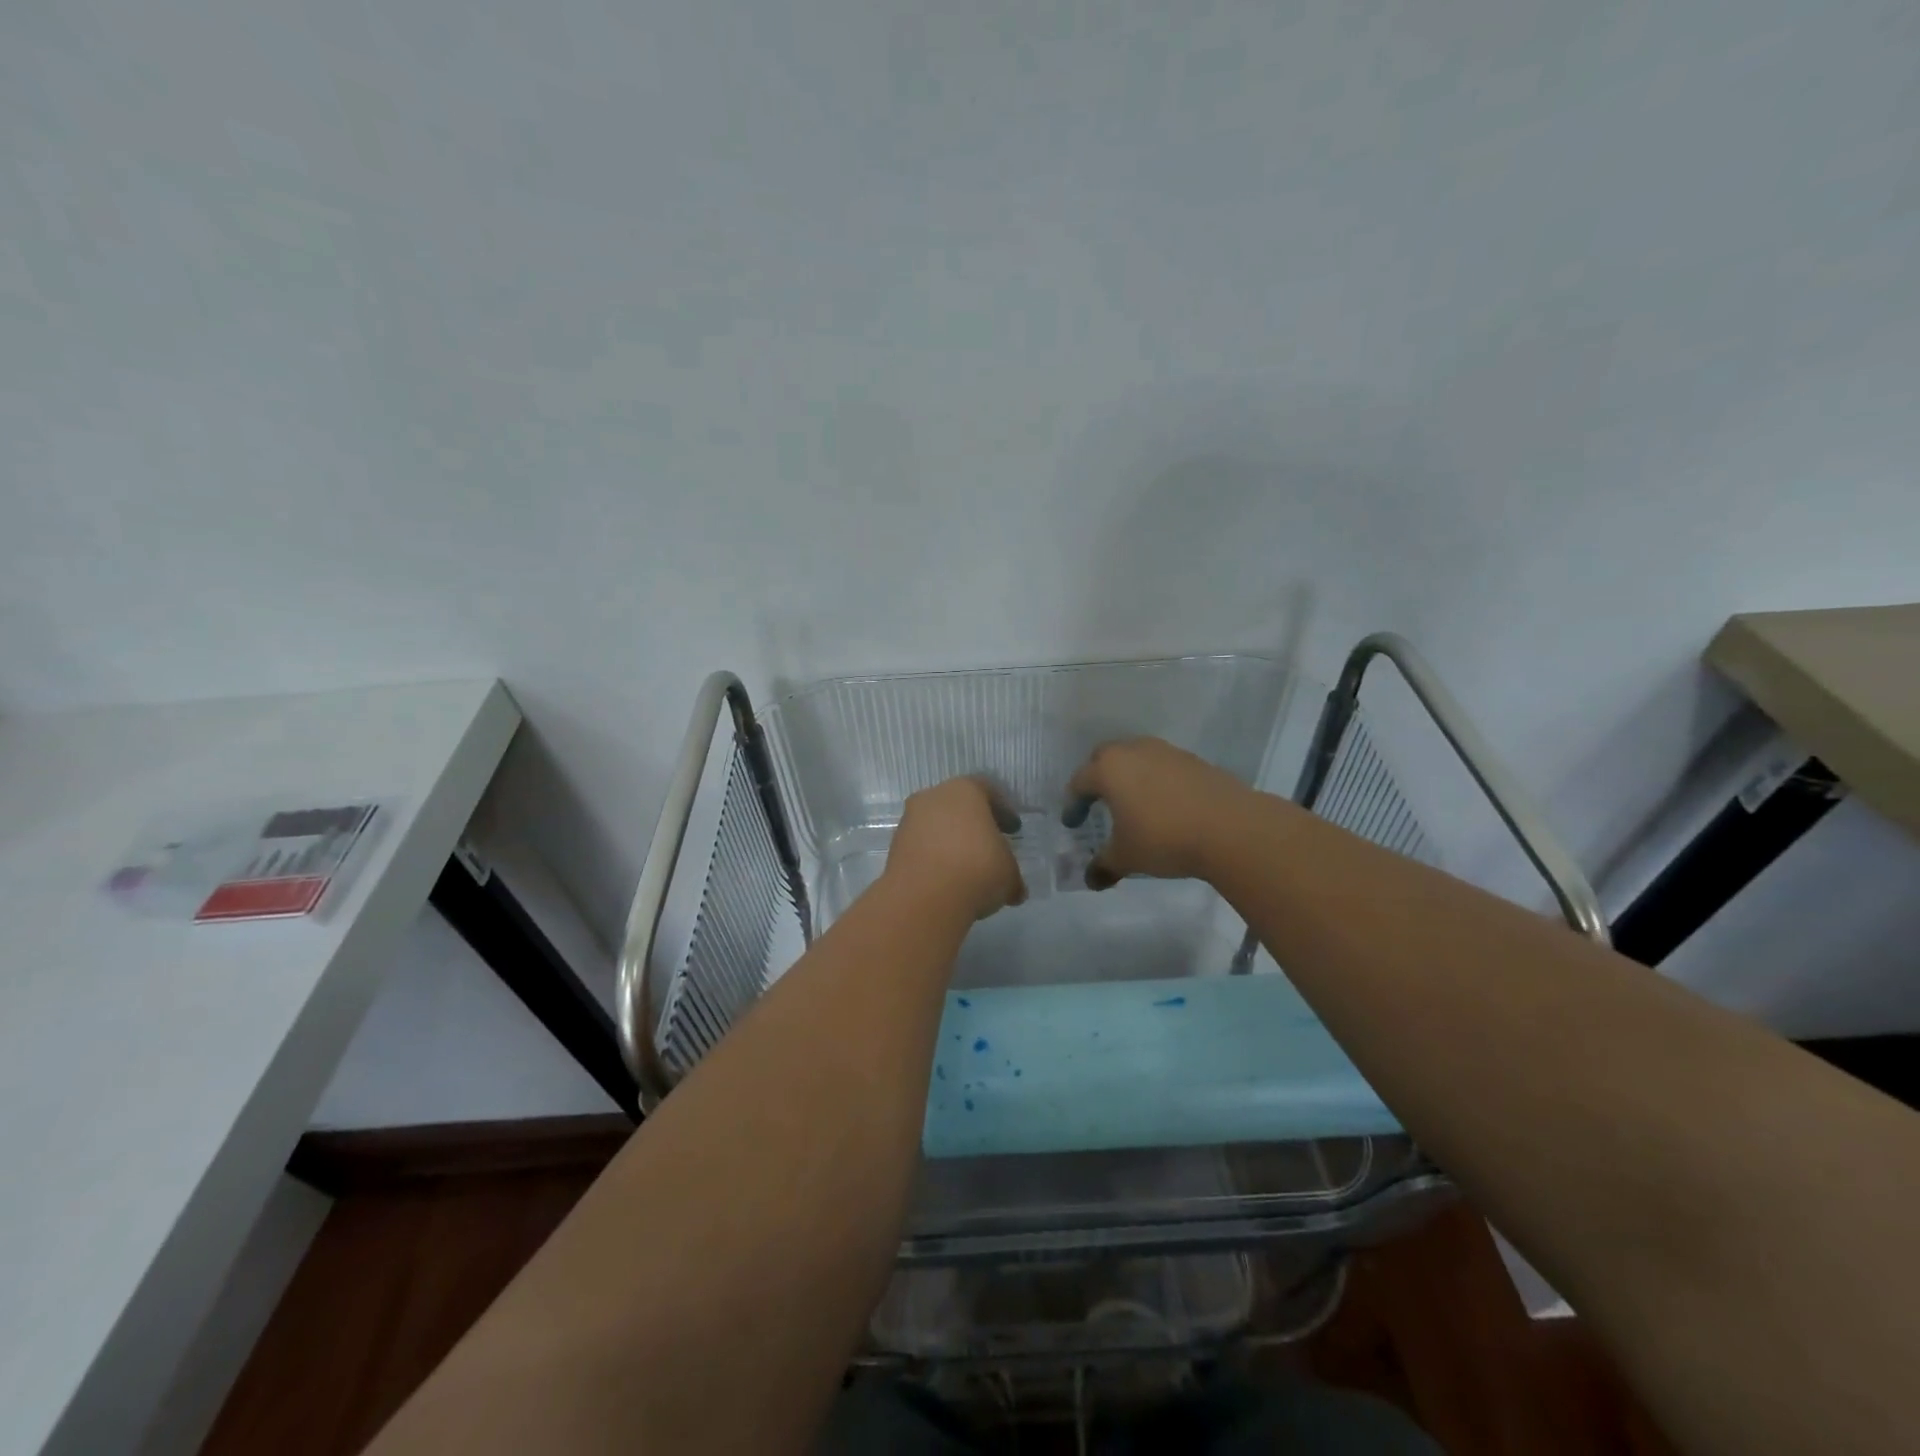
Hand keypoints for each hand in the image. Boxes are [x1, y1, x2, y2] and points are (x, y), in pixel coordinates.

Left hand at [885, 777, 1027, 919]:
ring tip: (967, 868)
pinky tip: (947, 879)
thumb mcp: (1009, 873)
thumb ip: (1012, 874)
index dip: (1003, 811)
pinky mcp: (895, 847)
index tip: (1013, 830)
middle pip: (958, 806)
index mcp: (965, 790)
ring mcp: (910, 821)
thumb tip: (1015, 890)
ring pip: (936, 826)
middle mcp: (933, 797)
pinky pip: (922, 847)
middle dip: (974, 825)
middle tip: (989, 845)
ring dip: (951, 842)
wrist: (925, 897)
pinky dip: (934, 858)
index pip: (988, 791)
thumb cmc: (977, 869)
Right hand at [1064, 738, 1256, 888]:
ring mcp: (1167, 752)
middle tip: (1097, 802)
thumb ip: (1104, 865)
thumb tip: (1091, 880)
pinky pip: (1164, 766)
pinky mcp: (1194, 761)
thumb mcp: (1127, 857)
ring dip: (1130, 776)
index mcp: (1109, 769)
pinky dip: (1156, 781)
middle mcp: (1134, 751)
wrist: (1231, 828)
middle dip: (1097, 778)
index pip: (1080, 781)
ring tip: (1133, 803)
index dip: (1073, 804)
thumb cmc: (1164, 838)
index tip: (1073, 823)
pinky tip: (1165, 806)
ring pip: (1137, 757)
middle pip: (1106, 757)